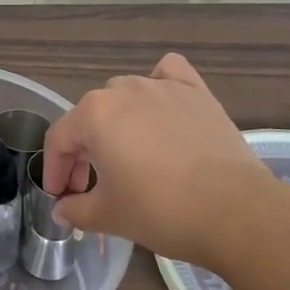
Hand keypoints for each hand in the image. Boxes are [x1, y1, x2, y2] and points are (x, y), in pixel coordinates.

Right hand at [40, 53, 279, 266]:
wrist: (235, 211)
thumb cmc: (161, 211)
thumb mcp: (109, 216)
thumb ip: (76, 209)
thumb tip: (62, 210)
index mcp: (94, 114)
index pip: (59, 139)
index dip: (54, 170)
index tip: (60, 196)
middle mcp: (123, 89)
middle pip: (91, 117)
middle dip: (84, 151)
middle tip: (92, 185)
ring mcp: (162, 86)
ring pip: (125, 95)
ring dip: (118, 122)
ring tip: (129, 154)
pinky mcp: (196, 92)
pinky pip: (169, 74)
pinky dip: (160, 84)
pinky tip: (162, 106)